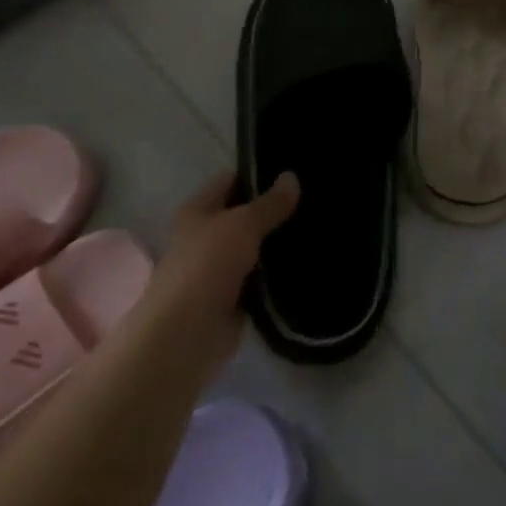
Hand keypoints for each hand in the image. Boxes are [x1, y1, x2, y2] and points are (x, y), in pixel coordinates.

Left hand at [139, 171, 298, 387]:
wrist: (186, 335)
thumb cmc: (207, 266)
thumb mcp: (242, 224)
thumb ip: (269, 203)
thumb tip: (292, 176)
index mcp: (198, 210)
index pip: (232, 180)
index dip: (259, 174)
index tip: (295, 170)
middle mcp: (206, 236)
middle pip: (245, 215)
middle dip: (275, 210)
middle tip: (315, 198)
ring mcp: (220, 268)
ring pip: (256, 247)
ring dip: (279, 243)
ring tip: (319, 226)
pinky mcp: (234, 298)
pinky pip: (262, 278)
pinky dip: (279, 274)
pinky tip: (308, 261)